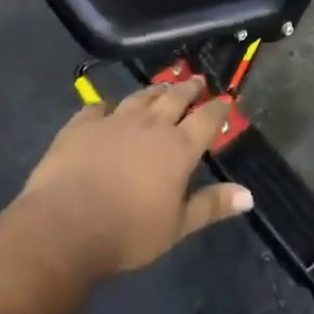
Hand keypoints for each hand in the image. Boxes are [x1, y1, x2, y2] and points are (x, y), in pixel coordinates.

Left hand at [18, 78, 253, 279]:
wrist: (64, 226)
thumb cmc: (127, 233)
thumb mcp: (177, 227)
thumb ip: (211, 206)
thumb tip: (248, 194)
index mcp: (177, 149)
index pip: (206, 120)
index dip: (218, 108)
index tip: (225, 99)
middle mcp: (150, 125)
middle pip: (174, 98)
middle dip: (188, 89)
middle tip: (196, 81)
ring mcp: (114, 120)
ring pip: (140, 96)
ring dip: (154, 90)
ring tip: (162, 86)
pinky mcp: (82, 124)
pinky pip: (99, 106)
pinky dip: (109, 106)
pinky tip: (108, 108)